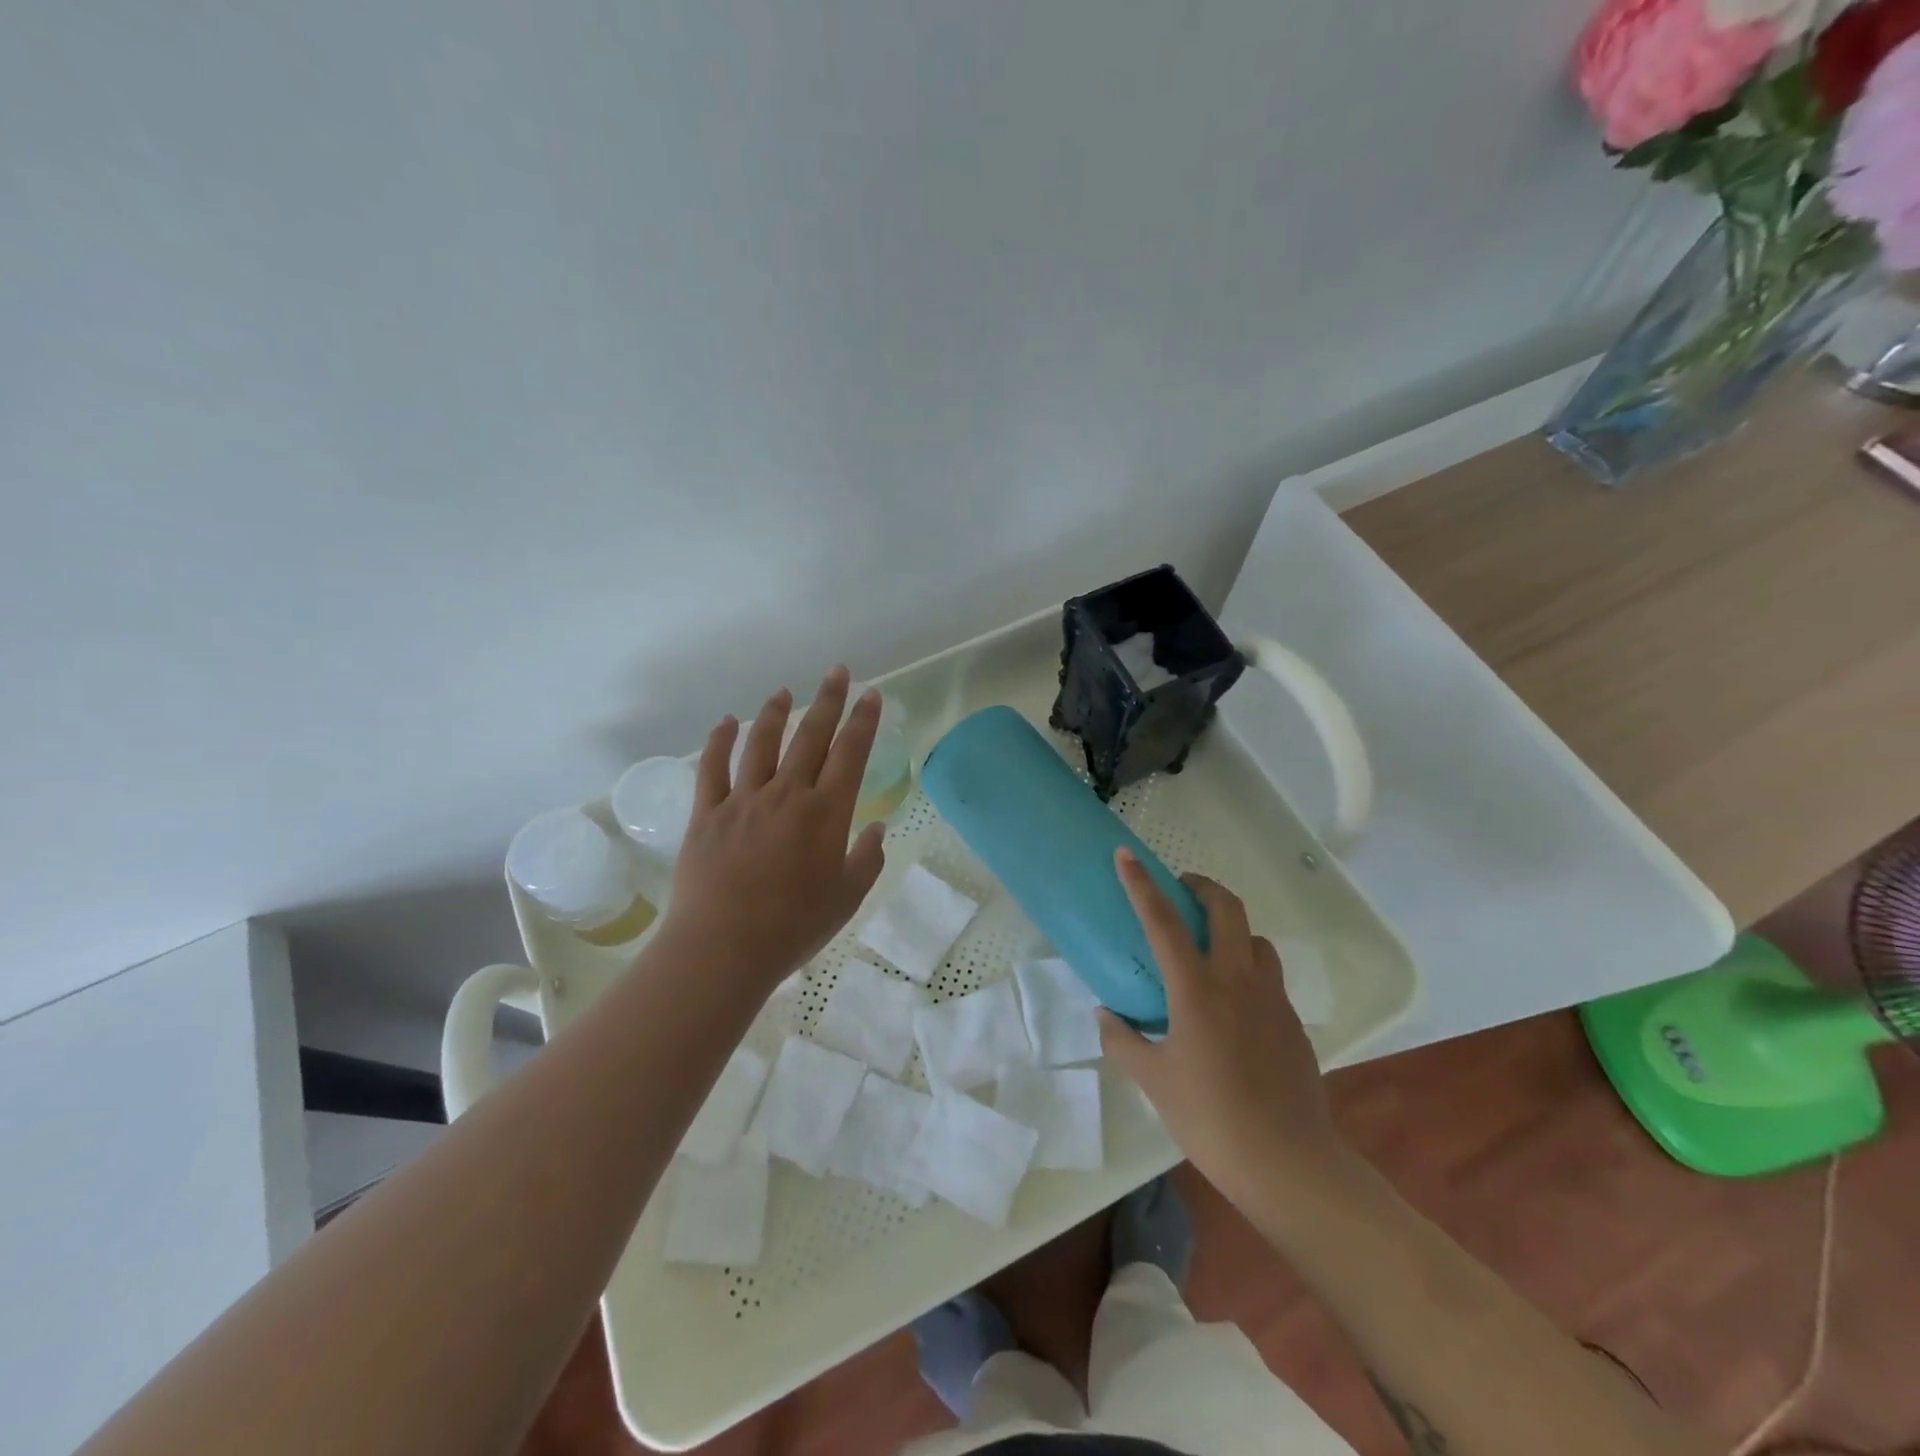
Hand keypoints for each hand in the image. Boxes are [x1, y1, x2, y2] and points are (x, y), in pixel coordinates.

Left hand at [661, 666, 886, 984]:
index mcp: (826, 812)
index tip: (871, 694)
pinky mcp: (707, 814)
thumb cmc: (794, 926)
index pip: (851, 753)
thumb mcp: (847, 898)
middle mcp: (787, 794)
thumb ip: (867, 859)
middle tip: (837, 671)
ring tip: (784, 692)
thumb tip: (878, 829)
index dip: (863, 721)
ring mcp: (744, 800)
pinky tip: (726, 721)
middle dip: (827, 700)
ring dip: (775, 713)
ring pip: (761, 744)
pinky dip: (720, 741)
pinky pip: (713, 768)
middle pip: (810, 736)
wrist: (724, 948)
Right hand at [1100, 849, 1347, 1199]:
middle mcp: (1238, 979)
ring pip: (1255, 938)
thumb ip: (1123, 1041)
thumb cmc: (1211, 1118)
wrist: (1288, 1162)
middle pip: (1227, 907)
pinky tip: (1232, 1004)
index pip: (1163, 920)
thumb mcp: (1154, 1081)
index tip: (1126, 855)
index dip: (1141, 883)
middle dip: (1202, 887)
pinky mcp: (1292, 1020)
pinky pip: (1268, 975)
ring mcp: (1271, 997)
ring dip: (1231, 927)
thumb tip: (1106, 1015)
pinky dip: (1247, 967)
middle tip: (1180, 890)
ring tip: (1209, 948)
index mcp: (1197, 989)